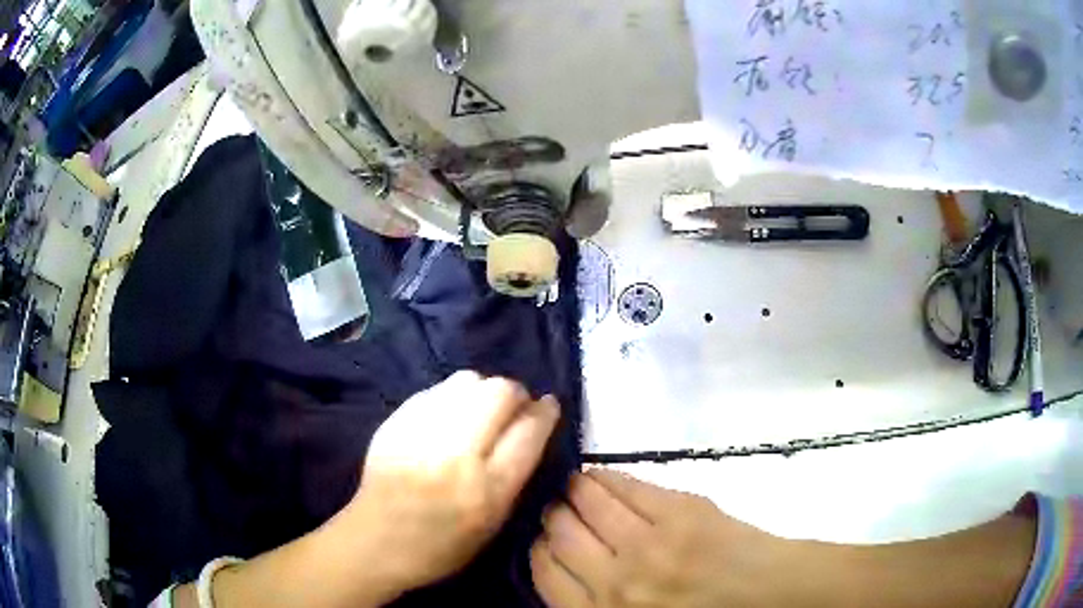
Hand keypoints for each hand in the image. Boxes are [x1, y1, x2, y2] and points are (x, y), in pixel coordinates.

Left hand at [347, 371, 559, 592]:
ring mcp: (421, 434)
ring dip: (483, 389)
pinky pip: (436, 390)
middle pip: (499, 393)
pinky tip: (449, 414)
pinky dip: (452, 396)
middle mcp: (456, 455)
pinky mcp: (395, 422)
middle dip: (515, 393)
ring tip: (480, 408)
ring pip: (467, 381)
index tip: (548, 406)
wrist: (376, 541)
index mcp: (487, 490)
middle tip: (514, 406)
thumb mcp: (494, 525)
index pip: (529, 431)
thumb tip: (532, 429)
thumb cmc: (443, 546)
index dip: (545, 412)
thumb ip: (516, 476)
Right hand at [531, 469, 793, 606]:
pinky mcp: (677, 511)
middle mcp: (614, 582)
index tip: (542, 538)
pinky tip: (598, 475)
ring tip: (573, 486)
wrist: (767, 595)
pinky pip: (625, 485)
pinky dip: (605, 476)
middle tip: (556, 508)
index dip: (538, 549)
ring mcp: (646, 543)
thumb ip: (593, 603)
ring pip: (586, 503)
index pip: (545, 572)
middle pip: (559, 533)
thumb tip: (561, 566)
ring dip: (573, 490)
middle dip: (552, 516)